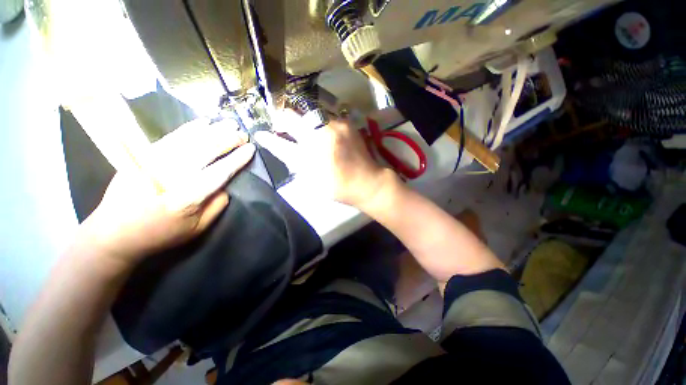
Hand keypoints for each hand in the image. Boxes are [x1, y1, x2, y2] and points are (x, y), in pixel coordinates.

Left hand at [79, 118, 255, 266]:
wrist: (114, 233)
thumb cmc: (160, 234)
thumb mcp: (196, 229)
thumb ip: (216, 207)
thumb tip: (225, 187)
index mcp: (187, 198)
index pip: (219, 173)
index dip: (237, 159)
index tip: (251, 149)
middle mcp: (171, 176)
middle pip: (205, 151)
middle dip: (227, 140)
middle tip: (243, 134)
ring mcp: (154, 163)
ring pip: (189, 140)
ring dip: (212, 131)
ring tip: (229, 124)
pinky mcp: (143, 157)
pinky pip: (171, 137)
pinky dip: (189, 128)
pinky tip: (203, 123)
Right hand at [255, 111, 396, 208]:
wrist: (367, 181)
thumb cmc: (339, 187)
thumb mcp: (313, 181)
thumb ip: (296, 164)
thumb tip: (284, 149)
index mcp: (310, 158)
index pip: (282, 145)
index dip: (269, 140)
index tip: (261, 135)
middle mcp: (319, 137)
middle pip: (292, 118)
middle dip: (283, 120)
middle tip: (282, 125)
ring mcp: (334, 127)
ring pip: (308, 113)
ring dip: (302, 120)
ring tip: (303, 128)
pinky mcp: (346, 123)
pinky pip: (325, 116)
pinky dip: (319, 122)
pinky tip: (321, 131)